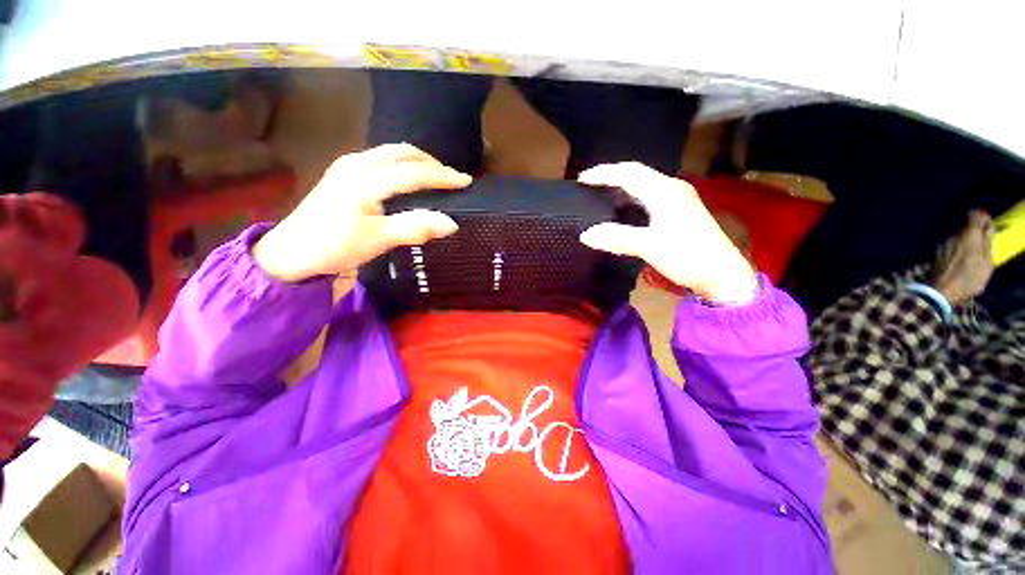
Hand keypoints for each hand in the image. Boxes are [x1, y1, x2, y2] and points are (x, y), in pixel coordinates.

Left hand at [253, 144, 470, 281]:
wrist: (290, 252)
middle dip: (431, 163)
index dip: (443, 177)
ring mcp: (348, 166)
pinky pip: (382, 160)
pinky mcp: (344, 173)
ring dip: (417, 162)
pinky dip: (403, 166)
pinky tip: (408, 180)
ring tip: (435, 178)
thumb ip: (415, 228)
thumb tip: (451, 224)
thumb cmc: (334, 246)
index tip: (466, 181)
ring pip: (391, 154)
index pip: (414, 173)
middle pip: (403, 153)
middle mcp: (358, 164)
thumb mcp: (378, 240)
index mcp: (366, 179)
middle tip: (451, 179)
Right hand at [578, 163, 757, 303]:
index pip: (629, 173)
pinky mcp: (678, 213)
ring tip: (599, 197)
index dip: (604, 173)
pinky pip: (648, 199)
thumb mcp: (649, 246)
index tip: (581, 180)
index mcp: (665, 192)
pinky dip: (630, 202)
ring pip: (643, 187)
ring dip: (620, 189)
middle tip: (588, 187)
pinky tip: (621, 212)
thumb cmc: (688, 256)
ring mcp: (677, 201)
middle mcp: (671, 189)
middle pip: (636, 175)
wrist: (722, 275)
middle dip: (610, 177)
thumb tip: (585, 234)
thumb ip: (616, 238)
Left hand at [932, 210, 994, 305]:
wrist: (941, 291)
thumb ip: (988, 242)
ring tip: (971, 254)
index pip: (975, 214)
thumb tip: (988, 228)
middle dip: (974, 231)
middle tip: (982, 243)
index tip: (987, 227)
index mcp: (969, 234)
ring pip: (957, 235)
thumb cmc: (969, 278)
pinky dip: (956, 248)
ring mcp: (943, 242)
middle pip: (965, 225)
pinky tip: (960, 260)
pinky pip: (950, 244)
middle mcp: (953, 234)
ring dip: (965, 240)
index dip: (982, 218)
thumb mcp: (987, 262)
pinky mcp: (936, 251)